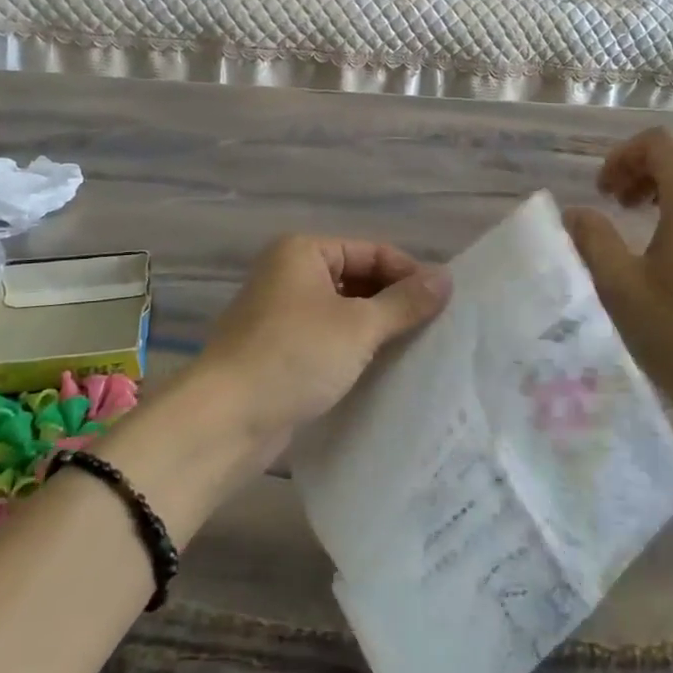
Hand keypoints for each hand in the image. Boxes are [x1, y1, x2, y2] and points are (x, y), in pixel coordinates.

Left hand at [198, 236, 450, 439]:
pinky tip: (381, 368)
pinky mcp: (279, 351)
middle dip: (394, 301)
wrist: (224, 421)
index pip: (372, 252)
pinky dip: (354, 348)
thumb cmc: (294, 356)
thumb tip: (447, 278)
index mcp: (303, 252)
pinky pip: (328, 338)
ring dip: (376, 327)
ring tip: (415, 349)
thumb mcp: (359, 326)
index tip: (444, 304)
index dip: (409, 274)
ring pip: (344, 311)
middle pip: (358, 279)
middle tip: (434, 328)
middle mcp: (289, 274)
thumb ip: (405, 302)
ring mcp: (281, 314)